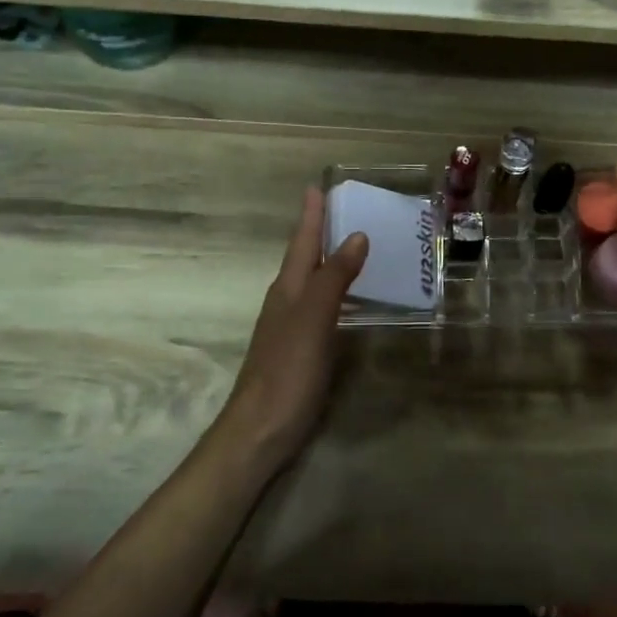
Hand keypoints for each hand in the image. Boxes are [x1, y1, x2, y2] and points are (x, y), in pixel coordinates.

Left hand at [218, 187, 368, 475]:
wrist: (260, 430)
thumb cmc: (286, 371)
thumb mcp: (313, 319)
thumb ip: (334, 277)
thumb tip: (356, 235)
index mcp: (288, 288)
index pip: (302, 241)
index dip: (311, 215)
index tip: (318, 186)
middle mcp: (287, 301)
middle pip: (305, 257)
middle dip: (321, 230)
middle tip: (344, 208)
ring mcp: (292, 326)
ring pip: (312, 280)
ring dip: (330, 259)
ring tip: (354, 243)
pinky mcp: (302, 349)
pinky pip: (322, 306)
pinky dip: (337, 291)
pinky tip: (351, 298)